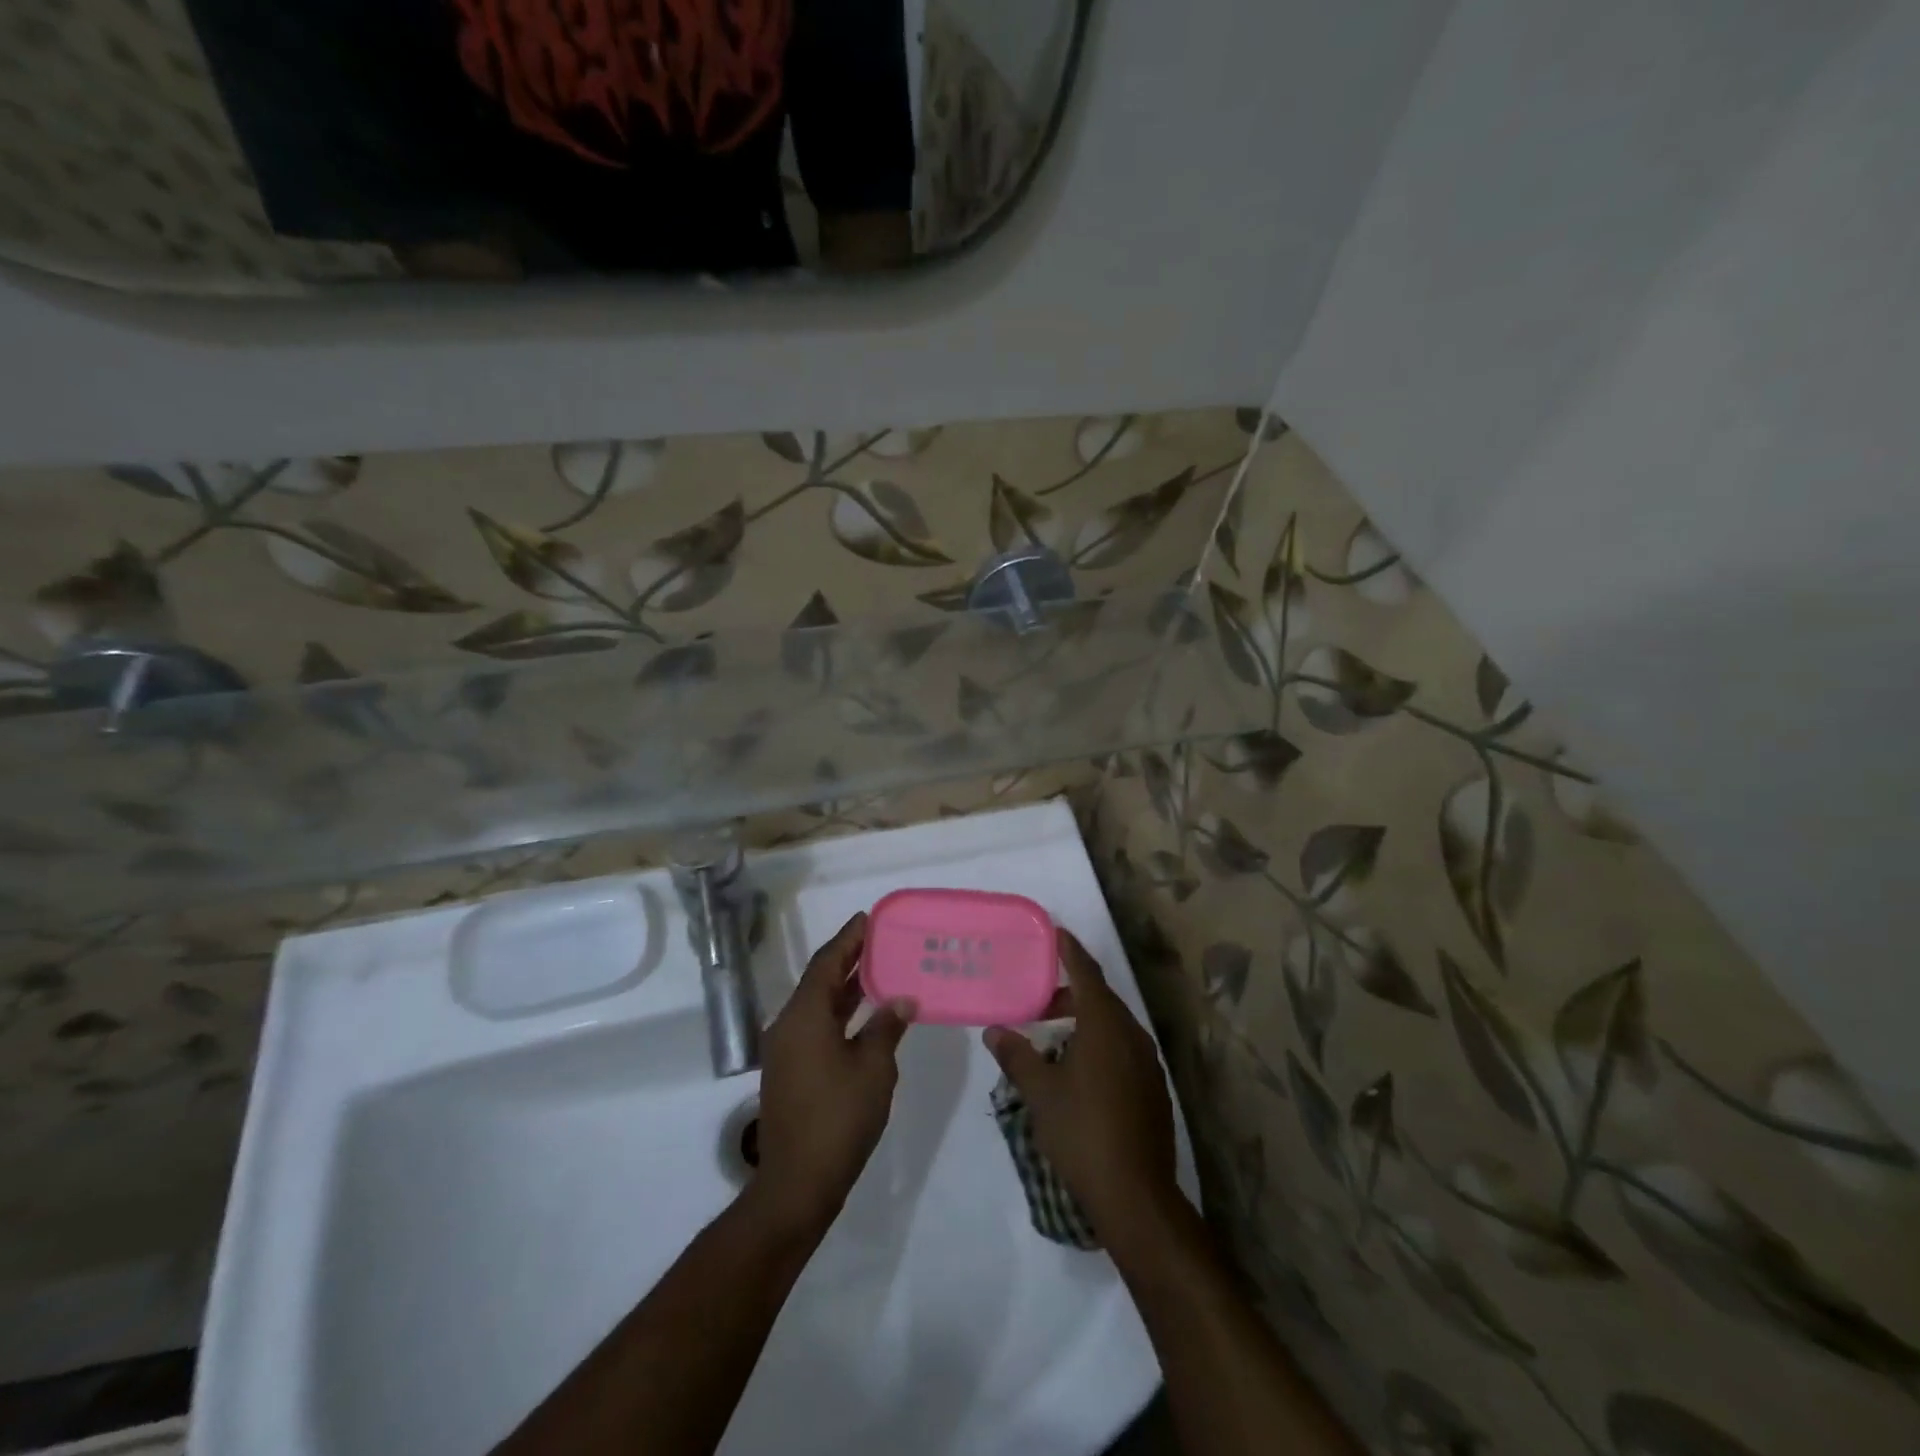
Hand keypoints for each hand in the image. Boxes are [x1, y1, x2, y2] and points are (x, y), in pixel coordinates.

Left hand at [753, 913, 914, 1236]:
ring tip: (880, 970)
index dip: (848, 939)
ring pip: (818, 1005)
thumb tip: (901, 999)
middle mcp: (789, 1025)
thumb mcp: (873, 1068)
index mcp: (804, 1016)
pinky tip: (867, 1017)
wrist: (798, 1183)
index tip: (868, 918)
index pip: (827, 963)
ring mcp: (787, 1051)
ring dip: (846, 988)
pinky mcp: (791, 1072)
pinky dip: (840, 1014)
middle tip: (880, 940)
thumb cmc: (839, 1117)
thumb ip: (886, 1027)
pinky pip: (816, 1027)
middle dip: (849, 959)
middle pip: (820, 980)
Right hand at [984, 930, 1179, 1246]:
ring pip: (1113, 1025)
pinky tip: (1079, 1066)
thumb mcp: (1040, 1093)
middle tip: (1038, 996)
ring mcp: (1147, 1063)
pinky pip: (1123, 1048)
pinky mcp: (1153, 1088)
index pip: (1086, 973)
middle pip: (1101, 998)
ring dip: (1085, 1019)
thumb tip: (995, 1030)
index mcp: (1105, 1026)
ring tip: (1053, 1031)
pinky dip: (1099, 1042)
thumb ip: (1017, 1056)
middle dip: (1071, 991)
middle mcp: (1131, 1035)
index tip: (1055, 933)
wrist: (1136, 1195)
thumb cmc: (1082, 1133)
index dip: (1070, 951)